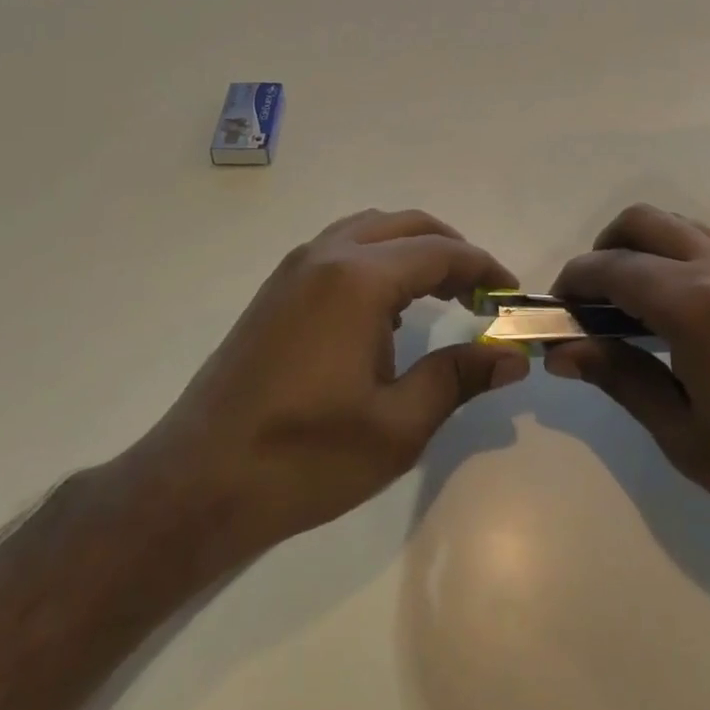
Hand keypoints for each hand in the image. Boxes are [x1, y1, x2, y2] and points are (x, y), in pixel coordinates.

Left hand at [118, 209, 527, 569]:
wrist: (196, 484)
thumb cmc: (304, 458)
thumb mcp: (397, 426)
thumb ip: (459, 377)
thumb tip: (513, 356)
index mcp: (359, 279)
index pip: (441, 252)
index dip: (484, 268)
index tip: (511, 296)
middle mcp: (327, 255)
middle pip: (407, 225)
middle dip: (451, 250)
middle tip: (480, 294)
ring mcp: (295, 268)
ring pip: (371, 229)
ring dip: (413, 249)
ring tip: (440, 295)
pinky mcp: (276, 289)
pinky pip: (341, 247)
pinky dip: (378, 258)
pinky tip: (386, 310)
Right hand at [545, 204, 709, 564]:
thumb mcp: (683, 434)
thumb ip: (620, 378)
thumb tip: (563, 351)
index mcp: (695, 302)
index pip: (612, 267)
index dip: (574, 282)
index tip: (556, 312)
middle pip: (643, 221)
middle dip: (603, 249)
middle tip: (592, 304)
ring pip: (678, 226)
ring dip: (642, 250)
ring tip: (632, 311)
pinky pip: (708, 246)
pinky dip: (675, 259)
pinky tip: (678, 317)